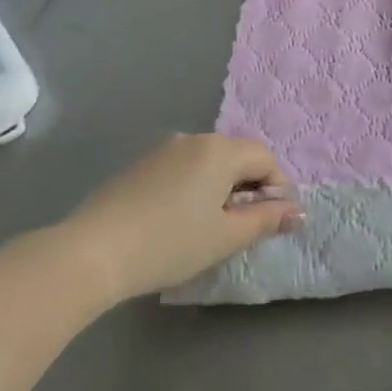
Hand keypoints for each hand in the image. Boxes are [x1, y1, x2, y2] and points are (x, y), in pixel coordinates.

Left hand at [65, 134, 299, 302]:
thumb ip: (266, 220)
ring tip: (209, 226)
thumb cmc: (170, 243)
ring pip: (207, 163)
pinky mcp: (139, 165)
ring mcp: (162, 150)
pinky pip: (181, 169)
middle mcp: (194, 139)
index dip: (277, 188)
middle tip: (242, 227)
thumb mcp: (225, 237)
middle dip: (248, 187)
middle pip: (236, 156)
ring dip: (219, 187)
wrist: (92, 252)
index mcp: (220, 150)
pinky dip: (192, 188)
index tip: (273, 221)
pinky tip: (177, 220)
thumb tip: (298, 212)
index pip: (265, 158)